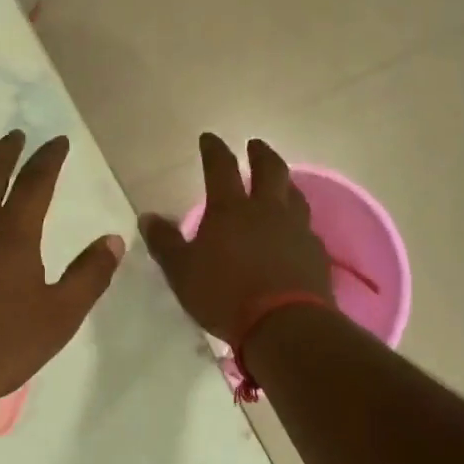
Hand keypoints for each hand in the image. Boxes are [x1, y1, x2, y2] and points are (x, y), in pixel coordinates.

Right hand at [139, 134, 332, 340]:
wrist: (285, 325)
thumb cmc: (224, 295)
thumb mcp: (181, 271)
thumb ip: (165, 242)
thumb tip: (148, 216)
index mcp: (231, 210)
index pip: (221, 168)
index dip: (214, 150)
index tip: (209, 138)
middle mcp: (267, 211)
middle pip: (269, 170)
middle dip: (260, 153)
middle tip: (255, 144)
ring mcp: (296, 230)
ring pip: (294, 194)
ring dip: (285, 183)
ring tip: (280, 182)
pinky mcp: (315, 253)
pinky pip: (306, 227)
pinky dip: (297, 220)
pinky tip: (294, 230)